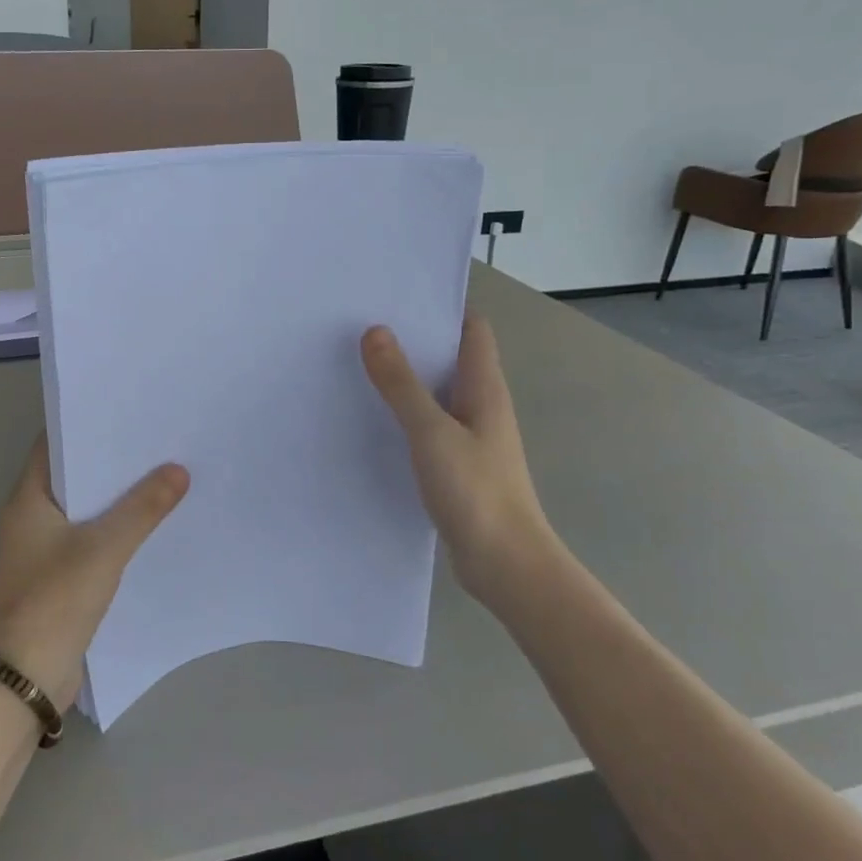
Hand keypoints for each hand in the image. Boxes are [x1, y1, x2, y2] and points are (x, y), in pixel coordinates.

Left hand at [0, 436, 188, 709]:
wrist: (26, 678)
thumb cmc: (55, 601)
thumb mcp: (104, 549)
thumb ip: (143, 508)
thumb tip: (178, 470)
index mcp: (27, 499)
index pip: (54, 444)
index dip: (86, 425)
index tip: (126, 412)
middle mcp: (29, 518)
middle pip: (72, 476)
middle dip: (110, 461)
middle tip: (155, 441)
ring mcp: (40, 549)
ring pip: (83, 509)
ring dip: (114, 497)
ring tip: (161, 475)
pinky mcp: (55, 576)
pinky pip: (87, 539)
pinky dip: (113, 528)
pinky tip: (147, 525)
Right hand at [361, 313, 555, 600]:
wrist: (505, 564)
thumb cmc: (475, 491)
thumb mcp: (432, 432)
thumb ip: (401, 385)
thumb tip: (375, 331)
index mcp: (484, 388)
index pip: (471, 329)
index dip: (440, 308)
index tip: (396, 296)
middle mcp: (480, 405)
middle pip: (448, 358)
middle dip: (411, 340)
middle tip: (361, 326)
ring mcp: (469, 437)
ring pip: (435, 393)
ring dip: (404, 379)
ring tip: (356, 365)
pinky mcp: (456, 465)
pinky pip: (427, 425)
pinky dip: (402, 415)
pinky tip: (370, 419)